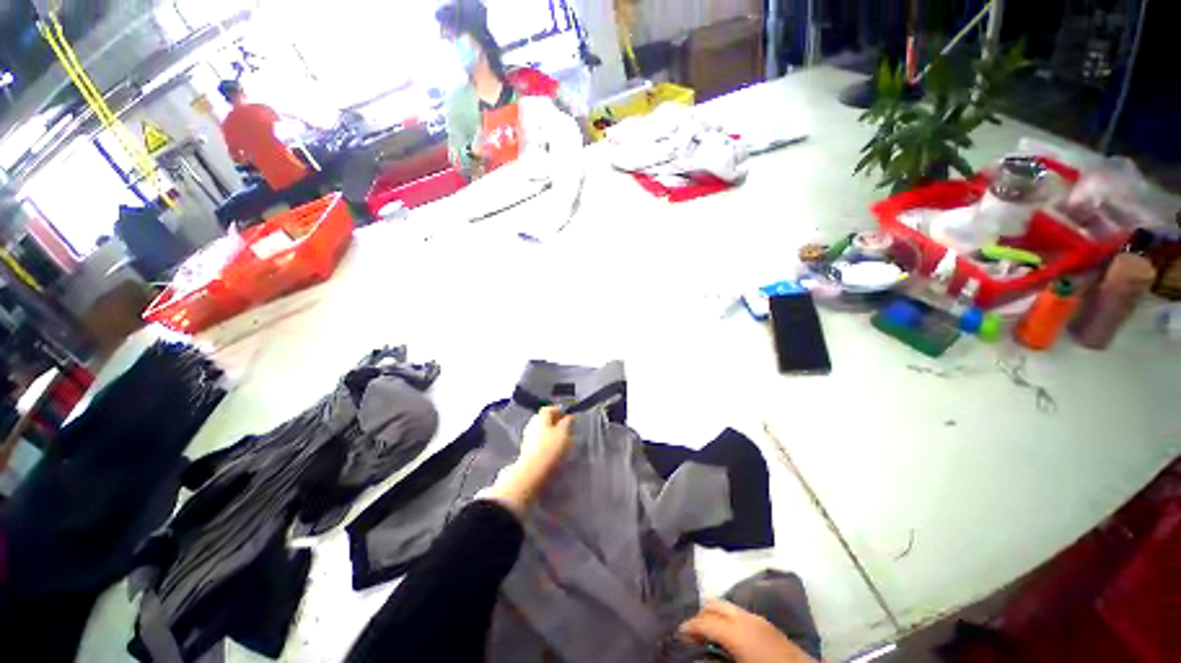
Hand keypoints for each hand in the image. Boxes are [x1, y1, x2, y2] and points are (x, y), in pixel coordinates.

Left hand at [480, 406, 572, 514]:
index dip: (560, 410)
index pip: (549, 409)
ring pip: (546, 432)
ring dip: (557, 433)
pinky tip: (561, 448)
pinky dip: (552, 442)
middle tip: (571, 426)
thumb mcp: (563, 432)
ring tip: (569, 439)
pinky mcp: (530, 451)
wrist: (533, 472)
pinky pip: (543, 442)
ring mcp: (530, 438)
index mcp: (540, 418)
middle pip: (547, 420)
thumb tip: (569, 416)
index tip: (570, 414)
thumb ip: (567, 422)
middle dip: (559, 422)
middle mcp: (533, 425)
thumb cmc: (550, 447)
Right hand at [679, 601, 815, 662]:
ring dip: (714, 616)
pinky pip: (740, 614)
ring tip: (707, 635)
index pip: (704, 620)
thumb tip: (698, 654)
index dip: (688, 627)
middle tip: (691, 634)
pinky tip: (727, 637)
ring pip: (728, 607)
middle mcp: (746, 617)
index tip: (677, 636)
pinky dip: (727, 620)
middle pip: (715, 605)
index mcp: (737, 629)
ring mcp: (758, 619)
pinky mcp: (768, 625)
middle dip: (700, 615)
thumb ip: (716, 658)